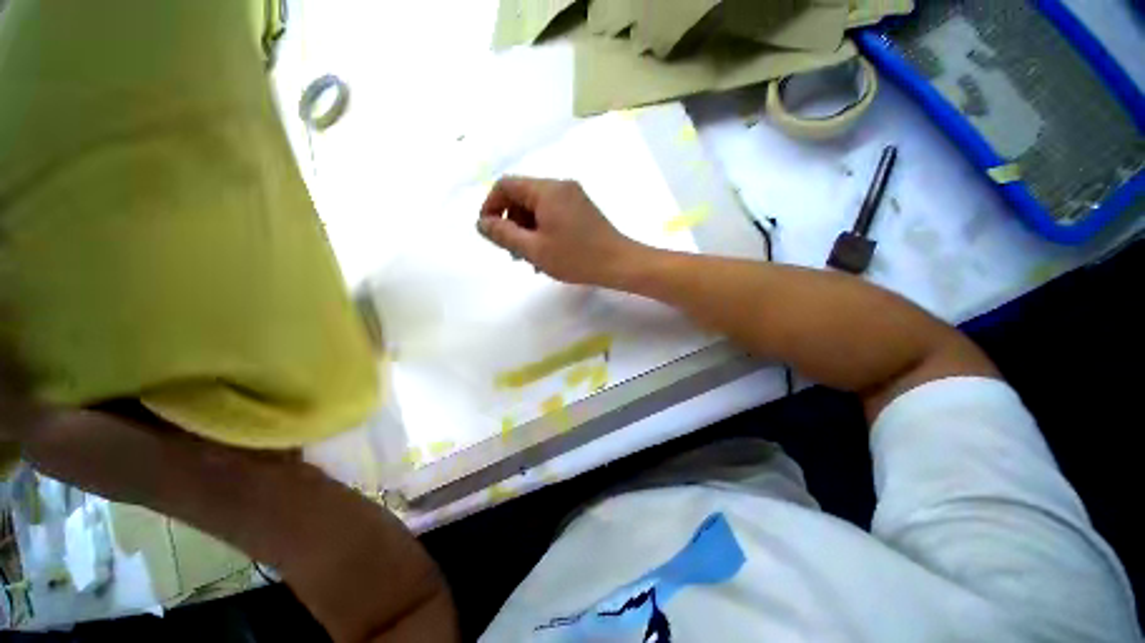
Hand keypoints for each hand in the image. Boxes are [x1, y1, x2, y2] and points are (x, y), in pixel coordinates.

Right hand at [477, 177, 644, 286]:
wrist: (619, 263)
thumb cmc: (576, 257)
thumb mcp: (534, 249)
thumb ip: (504, 234)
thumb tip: (481, 223)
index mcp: (546, 190)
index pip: (506, 185)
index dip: (491, 206)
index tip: (489, 232)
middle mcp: (560, 186)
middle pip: (522, 196)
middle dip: (511, 222)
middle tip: (512, 252)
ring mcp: (573, 197)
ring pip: (538, 207)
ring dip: (527, 230)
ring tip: (530, 258)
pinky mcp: (582, 209)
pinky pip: (553, 213)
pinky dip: (543, 230)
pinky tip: (546, 253)